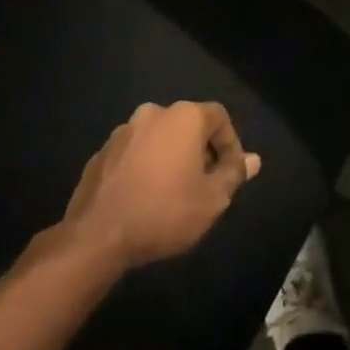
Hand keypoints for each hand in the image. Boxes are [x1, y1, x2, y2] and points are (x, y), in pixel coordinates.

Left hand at [62, 101, 261, 269]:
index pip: (219, 117)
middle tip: (204, 184)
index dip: (230, 143)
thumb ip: (234, 174)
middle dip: (200, 150)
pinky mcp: (101, 153)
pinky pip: (134, 153)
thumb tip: (253, 160)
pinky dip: (145, 167)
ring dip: (171, 158)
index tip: (230, 173)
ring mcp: (123, 131)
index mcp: (184, 117)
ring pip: (159, 138)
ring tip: (173, 192)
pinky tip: (144, 197)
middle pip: (188, 125)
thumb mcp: (212, 200)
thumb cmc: (164, 212)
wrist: (96, 237)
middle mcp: (154, 113)